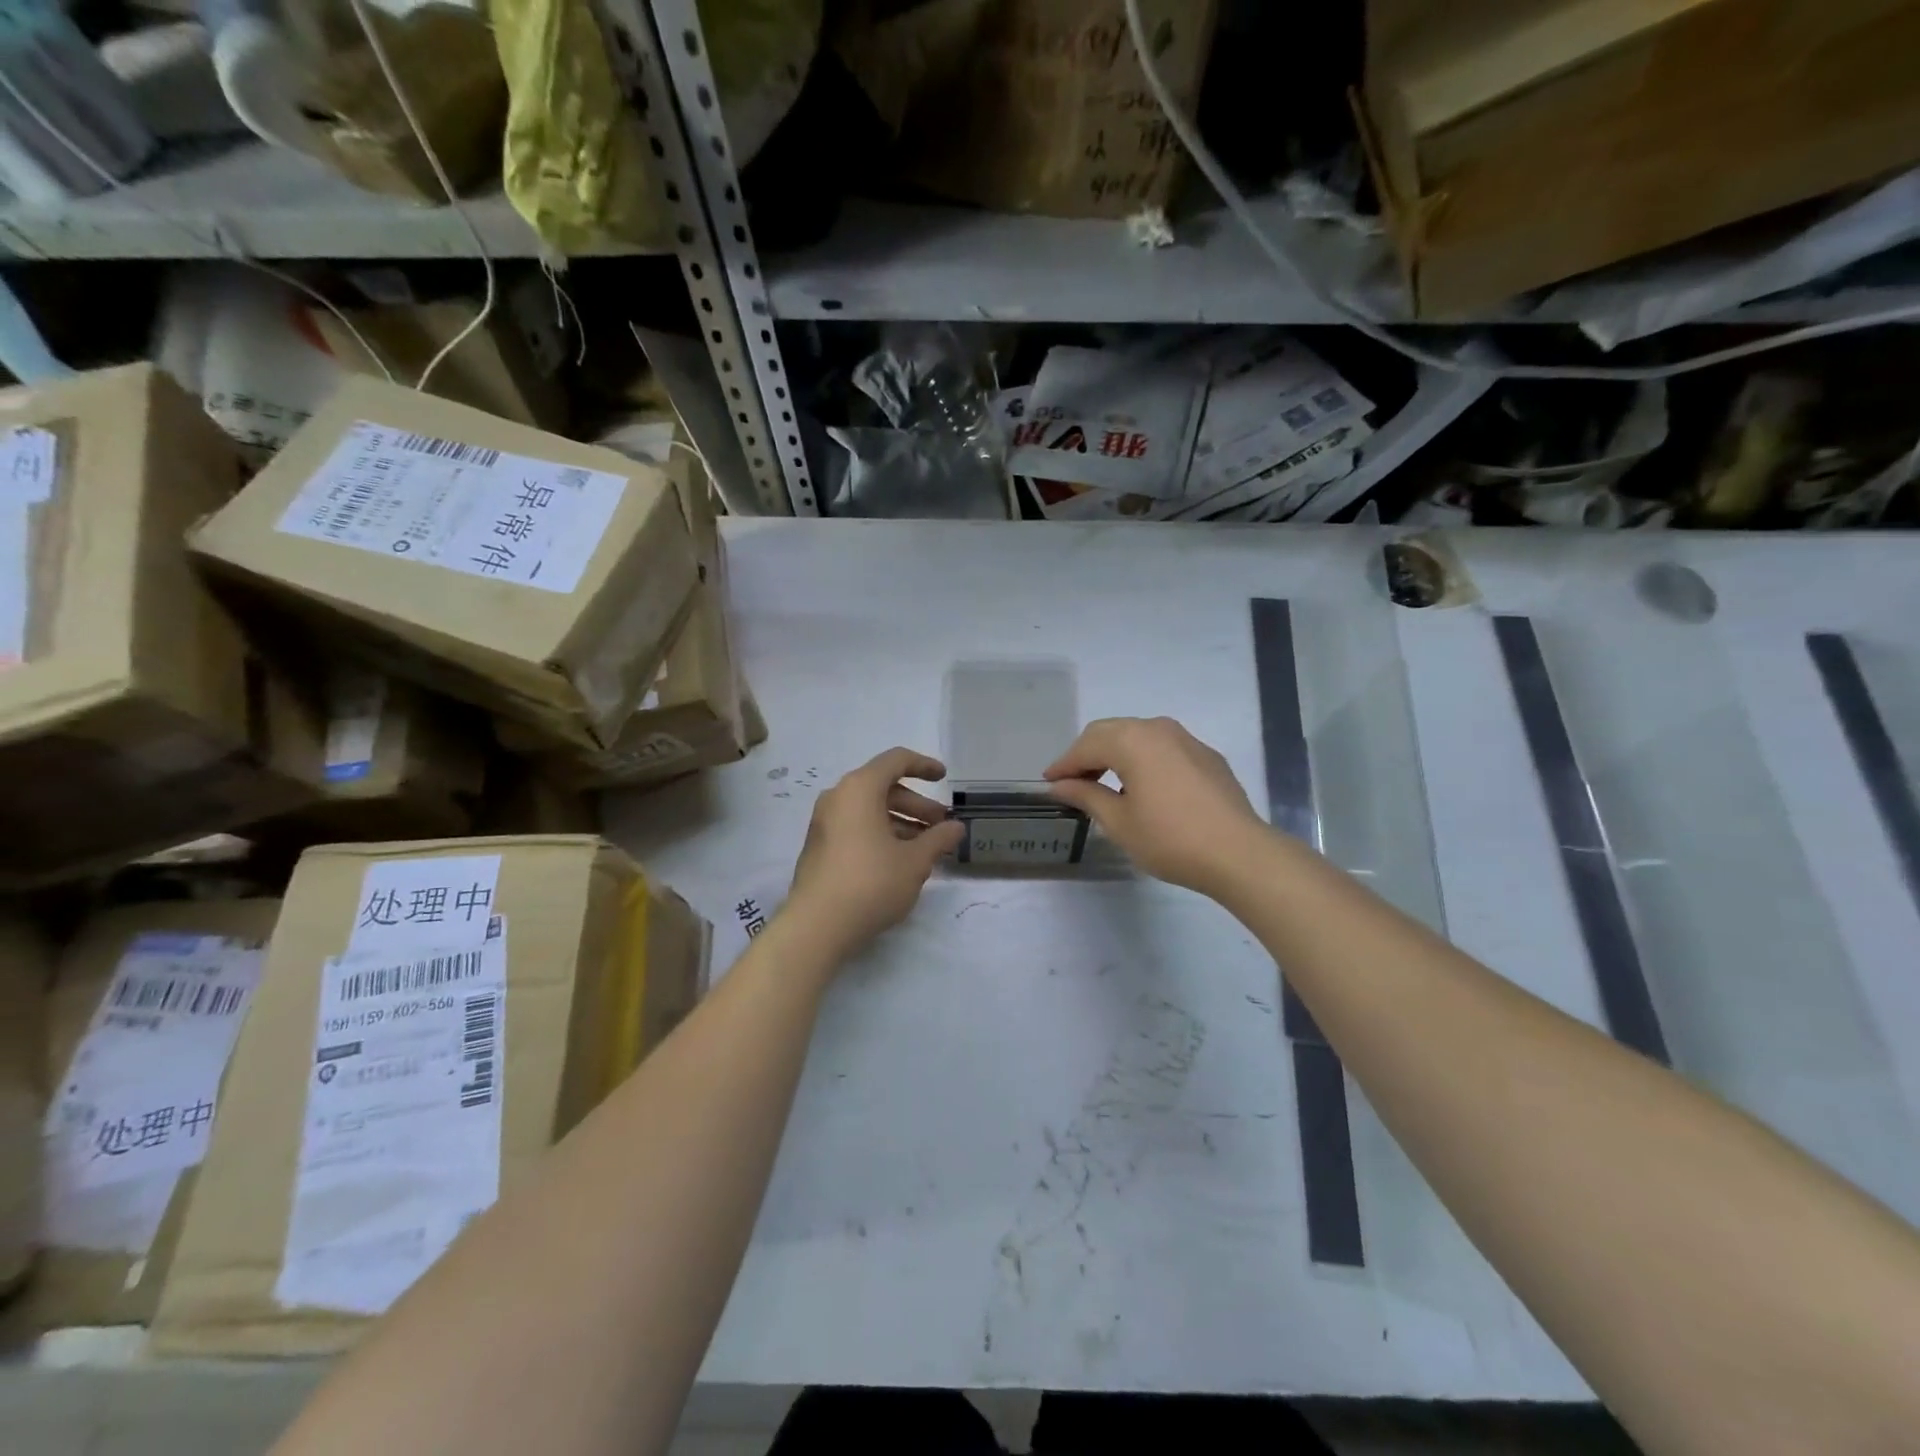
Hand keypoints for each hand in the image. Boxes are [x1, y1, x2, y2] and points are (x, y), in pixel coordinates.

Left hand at [785, 748, 965, 957]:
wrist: (817, 925)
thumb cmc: (871, 882)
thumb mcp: (915, 861)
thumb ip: (939, 839)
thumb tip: (956, 827)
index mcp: (859, 788)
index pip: (896, 761)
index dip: (924, 766)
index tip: (944, 778)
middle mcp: (838, 798)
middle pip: (883, 788)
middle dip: (917, 804)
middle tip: (941, 825)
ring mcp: (824, 823)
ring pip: (870, 810)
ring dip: (901, 822)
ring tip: (926, 848)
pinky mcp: (819, 847)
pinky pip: (856, 827)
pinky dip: (881, 834)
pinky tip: (900, 861)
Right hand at [1045, 717, 1269, 896]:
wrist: (1238, 853)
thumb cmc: (1170, 839)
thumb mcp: (1119, 822)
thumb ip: (1086, 796)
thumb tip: (1060, 785)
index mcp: (1132, 740)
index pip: (1086, 746)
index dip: (1064, 764)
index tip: (1048, 782)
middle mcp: (1158, 729)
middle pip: (1110, 732)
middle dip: (1087, 754)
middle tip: (1072, 782)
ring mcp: (1187, 739)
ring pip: (1138, 736)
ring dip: (1115, 754)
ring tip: (1103, 784)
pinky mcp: (1206, 756)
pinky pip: (1162, 748)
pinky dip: (1143, 760)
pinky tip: (1142, 786)